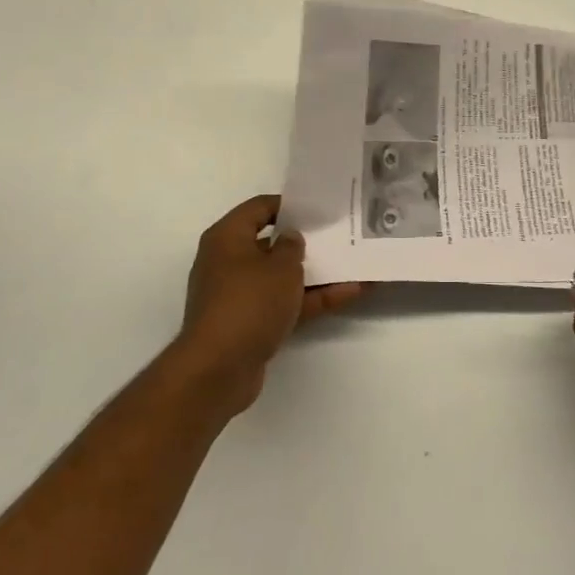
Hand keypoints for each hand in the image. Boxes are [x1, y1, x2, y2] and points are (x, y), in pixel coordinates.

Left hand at [169, 195, 361, 417]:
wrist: (219, 368)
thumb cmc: (249, 303)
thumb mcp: (280, 267)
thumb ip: (292, 247)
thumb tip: (290, 238)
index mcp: (227, 238)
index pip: (259, 208)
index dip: (289, 205)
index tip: (319, 209)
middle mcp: (228, 262)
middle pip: (271, 243)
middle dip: (305, 242)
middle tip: (340, 234)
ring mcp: (239, 295)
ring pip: (282, 277)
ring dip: (316, 274)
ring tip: (355, 264)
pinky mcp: (250, 323)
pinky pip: (285, 303)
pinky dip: (312, 299)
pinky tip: (350, 294)